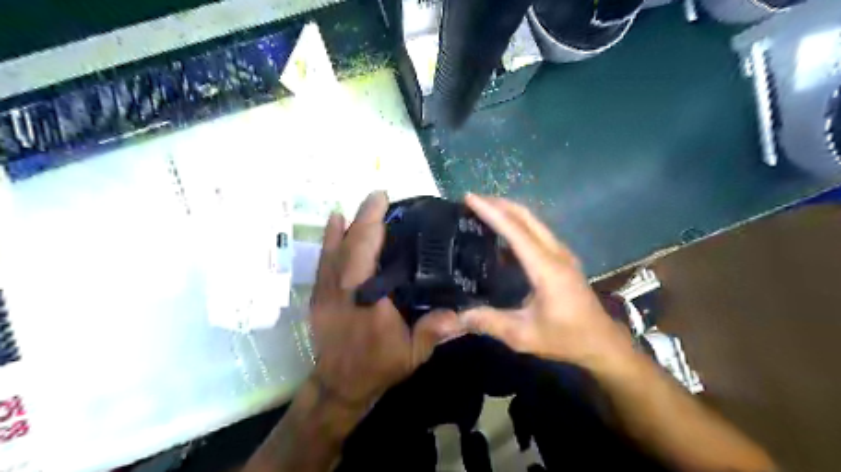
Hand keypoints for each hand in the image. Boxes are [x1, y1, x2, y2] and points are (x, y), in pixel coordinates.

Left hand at [311, 189, 465, 409]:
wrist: (339, 385)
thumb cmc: (378, 367)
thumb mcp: (412, 353)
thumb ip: (434, 331)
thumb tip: (460, 313)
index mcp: (366, 299)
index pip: (366, 252)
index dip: (372, 223)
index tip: (382, 200)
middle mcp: (342, 289)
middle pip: (349, 244)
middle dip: (364, 216)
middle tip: (379, 196)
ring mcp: (326, 291)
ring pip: (333, 248)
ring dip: (347, 223)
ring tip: (361, 205)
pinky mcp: (318, 295)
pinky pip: (323, 260)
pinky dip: (328, 238)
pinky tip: (334, 222)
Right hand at [463, 193, 634, 369]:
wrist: (602, 343)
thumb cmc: (566, 338)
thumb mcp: (524, 335)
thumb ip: (490, 323)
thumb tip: (458, 316)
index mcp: (546, 267)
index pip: (515, 230)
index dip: (491, 211)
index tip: (470, 198)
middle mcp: (555, 253)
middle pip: (526, 216)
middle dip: (499, 203)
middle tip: (472, 200)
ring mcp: (562, 254)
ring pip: (533, 221)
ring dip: (509, 212)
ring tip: (483, 212)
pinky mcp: (562, 259)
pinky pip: (537, 233)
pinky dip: (517, 226)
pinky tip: (501, 237)